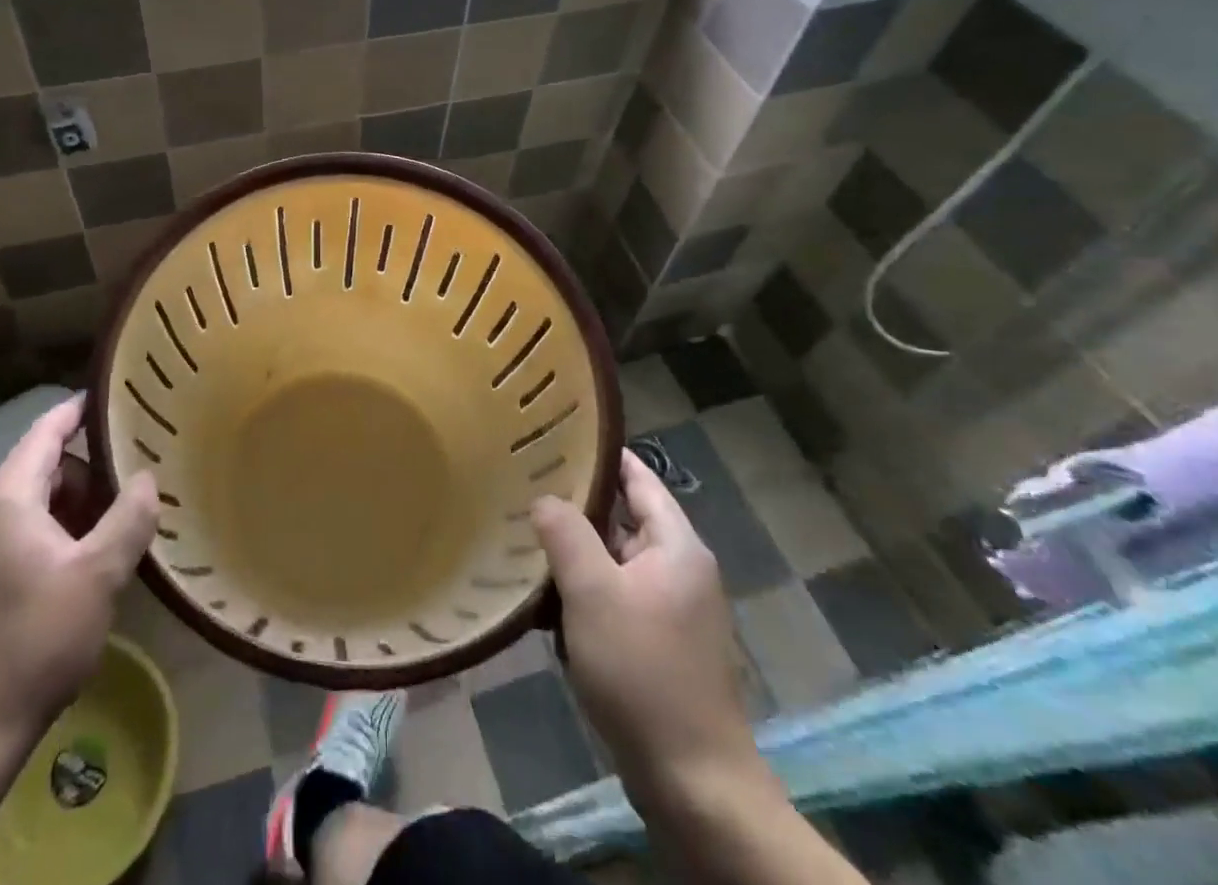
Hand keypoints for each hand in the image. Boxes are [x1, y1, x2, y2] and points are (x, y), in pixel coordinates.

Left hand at [0, 395, 158, 747]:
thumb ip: (128, 519)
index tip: (113, 395)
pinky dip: (57, 532)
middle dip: (88, 467)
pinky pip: (22, 535)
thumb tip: (146, 478)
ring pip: (33, 505)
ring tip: (118, 517)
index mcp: (7, 501)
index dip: (77, 410)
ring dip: (75, 504)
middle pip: (41, 468)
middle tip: (135, 470)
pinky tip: (86, 560)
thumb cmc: (34, 642)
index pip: (45, 433)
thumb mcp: (97, 577)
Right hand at [533, 450, 765, 808]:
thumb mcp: (593, 592)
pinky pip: (615, 598)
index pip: (639, 478)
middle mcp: (680, 570)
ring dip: (575, 552)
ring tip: (524, 532)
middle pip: (624, 519)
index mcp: (677, 546)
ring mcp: (672, 610)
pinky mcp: (659, 645)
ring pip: (614, 561)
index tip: (557, 435)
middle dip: (577, 505)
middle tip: (525, 483)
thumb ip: (565, 534)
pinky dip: (584, 591)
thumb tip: (544, 499)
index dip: (601, 455)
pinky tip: (545, 596)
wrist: (693, 782)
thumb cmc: (643, 671)